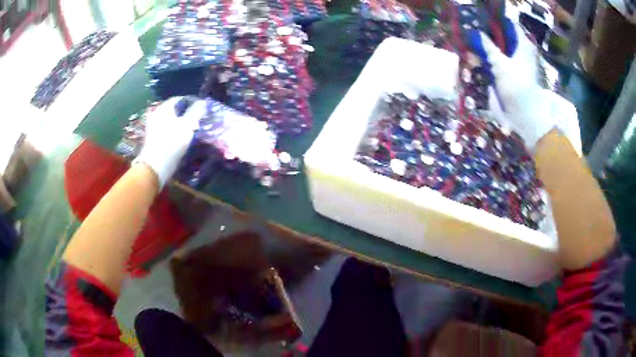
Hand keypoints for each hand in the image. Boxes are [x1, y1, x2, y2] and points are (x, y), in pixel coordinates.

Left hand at [135, 97, 201, 187]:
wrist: (155, 166)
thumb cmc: (172, 142)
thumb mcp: (188, 126)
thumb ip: (196, 112)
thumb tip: (202, 101)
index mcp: (165, 107)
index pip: (180, 99)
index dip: (191, 102)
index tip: (200, 109)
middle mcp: (156, 113)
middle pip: (173, 110)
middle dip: (184, 113)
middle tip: (195, 119)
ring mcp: (152, 125)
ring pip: (169, 120)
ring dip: (178, 122)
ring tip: (188, 129)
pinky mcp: (151, 137)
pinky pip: (164, 129)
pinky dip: (172, 130)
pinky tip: (178, 137)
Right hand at [480, 27, 556, 150]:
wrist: (526, 115)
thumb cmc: (516, 87)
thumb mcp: (499, 64)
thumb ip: (489, 47)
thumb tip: (478, 33)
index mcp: (523, 44)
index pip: (510, 23)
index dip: (497, 19)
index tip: (483, 16)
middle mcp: (523, 50)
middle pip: (506, 34)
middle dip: (492, 30)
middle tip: (477, 27)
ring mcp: (520, 60)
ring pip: (504, 45)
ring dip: (493, 42)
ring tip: (477, 38)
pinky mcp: (517, 71)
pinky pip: (504, 55)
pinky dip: (495, 53)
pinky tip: (484, 52)